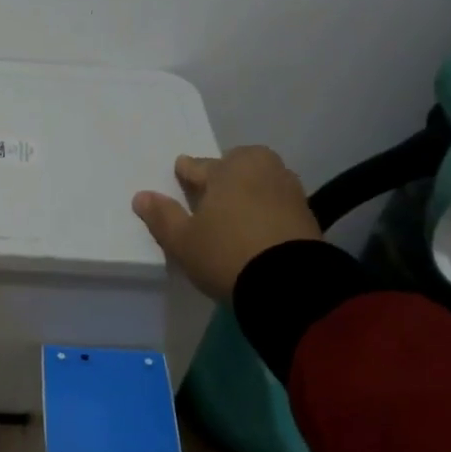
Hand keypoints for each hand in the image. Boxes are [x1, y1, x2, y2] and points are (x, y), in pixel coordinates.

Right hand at [132, 146, 321, 300]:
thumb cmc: (227, 252)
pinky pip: (277, 204)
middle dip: (224, 175)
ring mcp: (289, 191)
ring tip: (234, 212)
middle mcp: (262, 170)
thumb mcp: (183, 240)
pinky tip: (256, 228)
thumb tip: (142, 196)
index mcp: (230, 168)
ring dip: (248, 192)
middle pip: (236, 167)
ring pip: (260, 183)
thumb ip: (162, 216)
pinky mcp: (308, 216)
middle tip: (210, 192)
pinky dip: (266, 211)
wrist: (290, 285)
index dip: (186, 172)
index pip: (199, 166)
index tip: (181, 170)